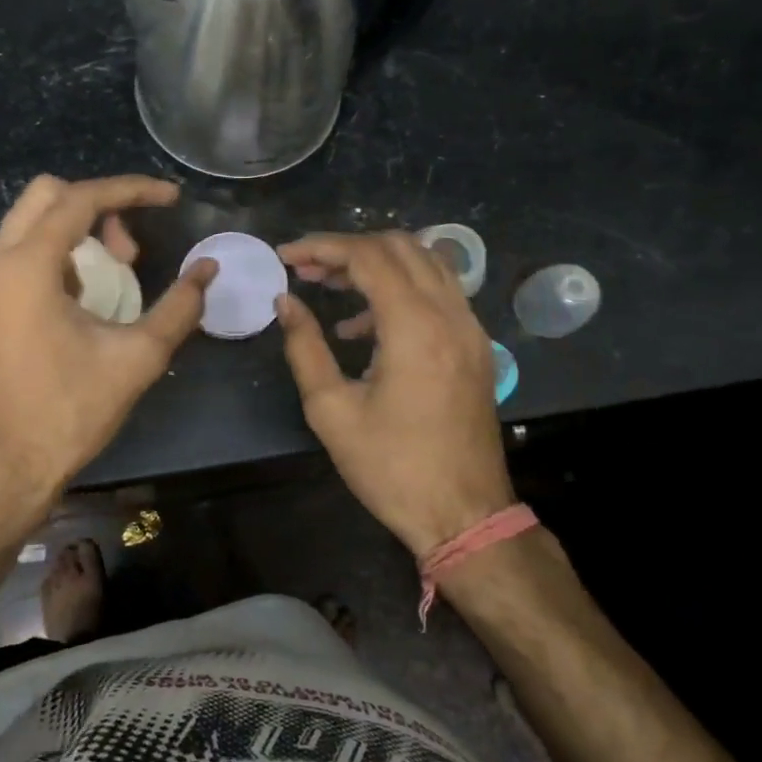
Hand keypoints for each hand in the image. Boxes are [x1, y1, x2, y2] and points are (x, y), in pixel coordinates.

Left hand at [0, 174, 214, 532]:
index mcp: (26, 266)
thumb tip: (208, 269)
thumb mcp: (138, 357)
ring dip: (74, 233)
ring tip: (111, 277)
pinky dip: (52, 256)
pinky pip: (14, 256)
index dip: (131, 190)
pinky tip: (78, 301)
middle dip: (97, 207)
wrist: (9, 468)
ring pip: (27, 225)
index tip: (170, 198)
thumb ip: (179, 306)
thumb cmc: (72, 410)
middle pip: (45, 196)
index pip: (80, 199)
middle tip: (130, 250)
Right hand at [276, 231, 513, 558]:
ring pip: (425, 262)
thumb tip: (285, 301)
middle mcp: (451, 315)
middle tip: (308, 269)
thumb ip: (305, 347)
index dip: (322, 247)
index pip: (368, 256)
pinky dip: (401, 288)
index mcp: (415, 328)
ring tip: (332, 286)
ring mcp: (471, 328)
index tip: (286, 256)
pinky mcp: (476, 345)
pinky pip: (439, 292)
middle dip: (348, 248)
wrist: (465, 516)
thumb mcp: (331, 410)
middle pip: (400, 246)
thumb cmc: (392, 468)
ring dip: (377, 262)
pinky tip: (366, 325)